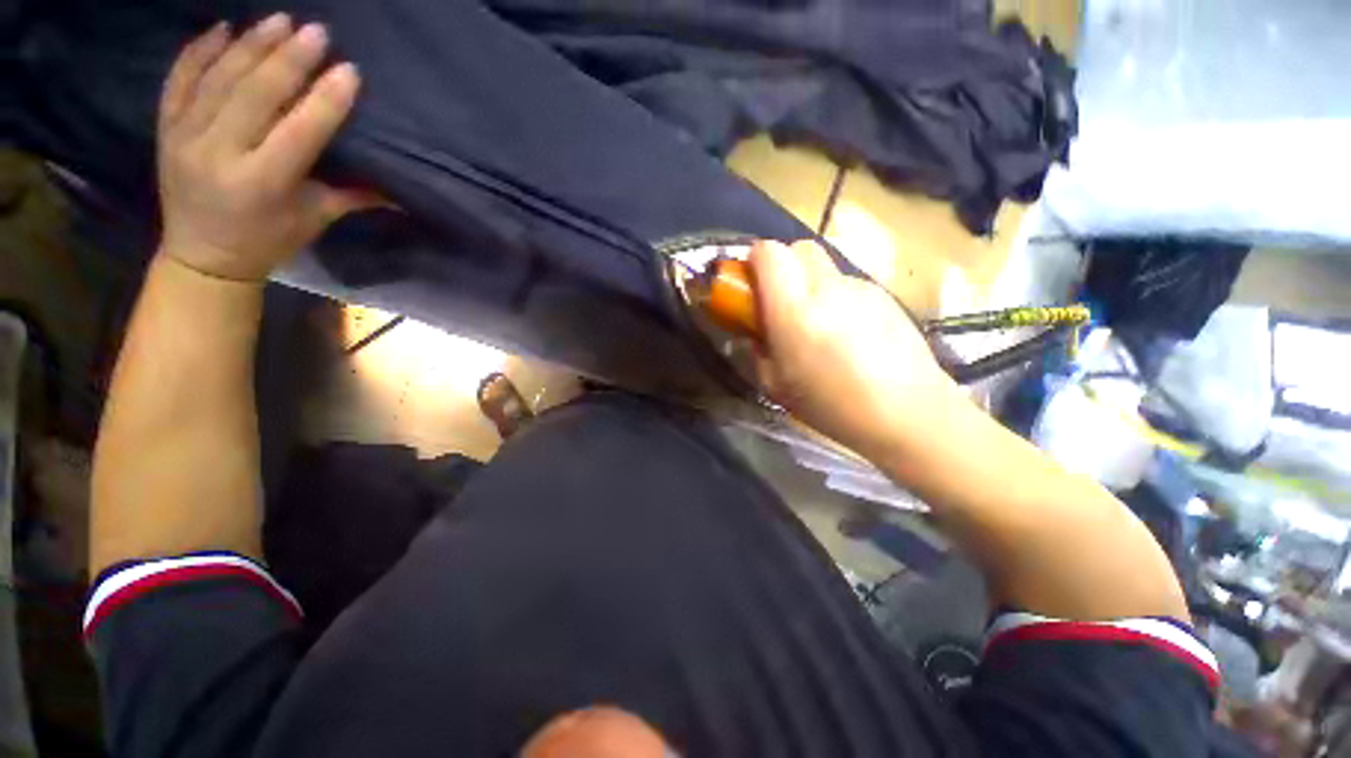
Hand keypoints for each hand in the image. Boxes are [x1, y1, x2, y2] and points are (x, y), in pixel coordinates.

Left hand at [156, 15, 370, 281]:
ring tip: (279, 20)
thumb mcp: (314, 220)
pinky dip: (199, 51)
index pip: (299, 132)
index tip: (349, 71)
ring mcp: (185, 137)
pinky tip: (222, 29)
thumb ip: (352, 196)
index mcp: (262, 183)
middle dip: (288, 60)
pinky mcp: (165, 128)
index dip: (326, 100)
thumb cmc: (268, 241)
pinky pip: (179, 79)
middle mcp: (219, 154)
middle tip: (316, 30)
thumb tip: (400, 190)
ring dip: (250, 46)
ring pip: (219, 79)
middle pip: (256, 95)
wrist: (201, 256)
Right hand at [750, 240, 959, 455]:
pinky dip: (836, 297)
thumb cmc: (832, 406)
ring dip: (810, 284)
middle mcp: (828, 288)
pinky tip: (847, 333)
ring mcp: (860, 288)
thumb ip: (757, 349)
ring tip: (816, 324)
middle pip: (799, 249)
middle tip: (780, 302)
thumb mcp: (775, 386)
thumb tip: (756, 330)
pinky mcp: (884, 295)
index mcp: (794, 311)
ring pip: (824, 267)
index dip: (755, 262)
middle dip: (783, 267)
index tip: (751, 285)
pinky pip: (847, 284)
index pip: (769, 253)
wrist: (909, 413)